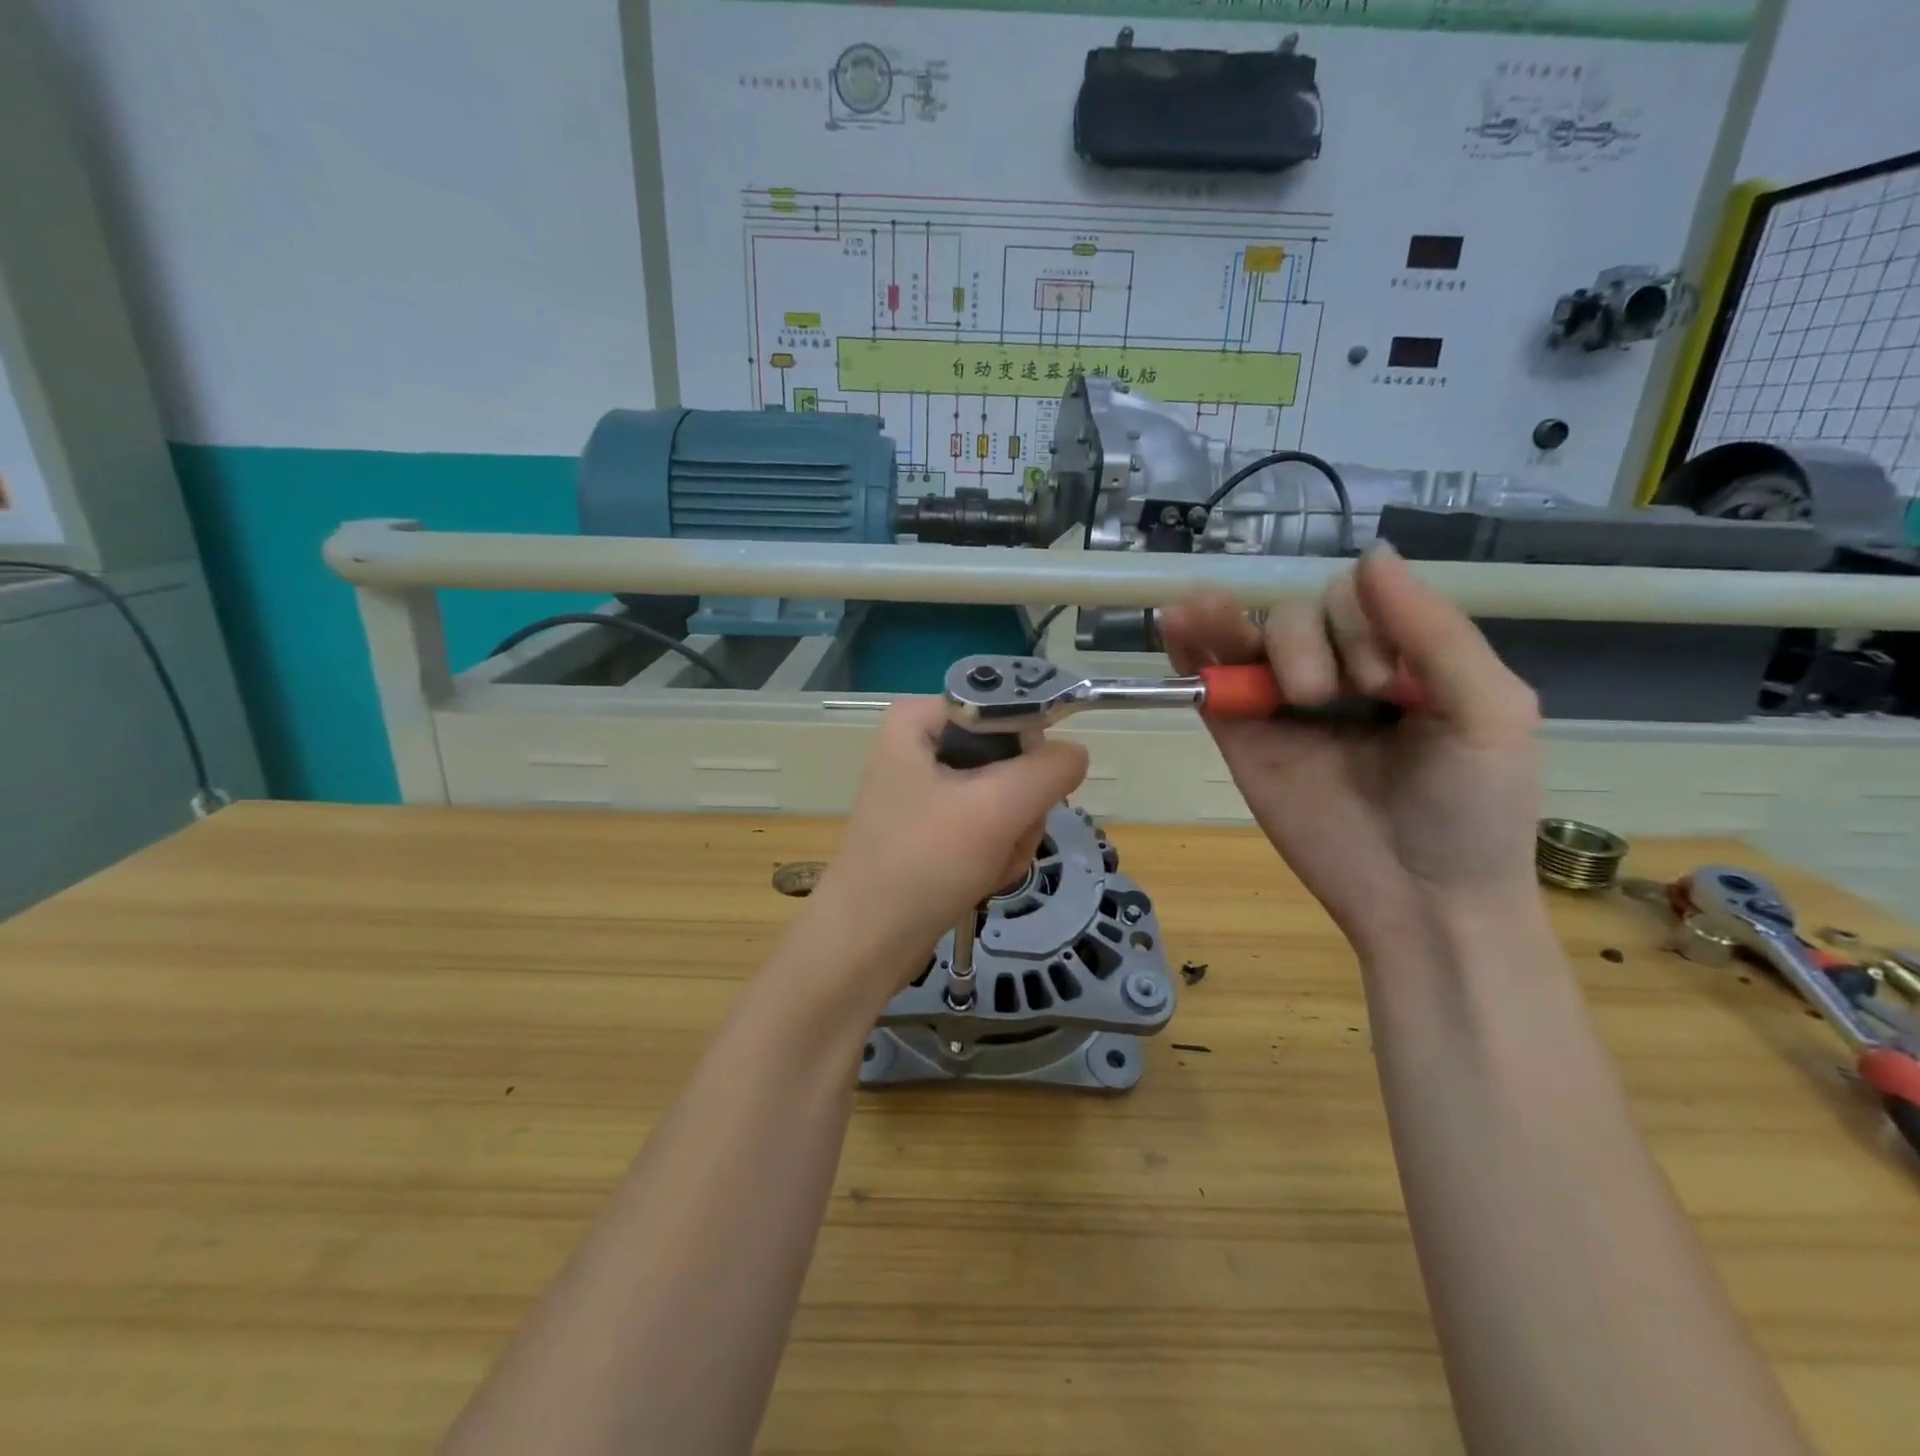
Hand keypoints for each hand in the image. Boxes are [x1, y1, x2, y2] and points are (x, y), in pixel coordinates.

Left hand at [807, 698, 1088, 992]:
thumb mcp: (997, 807)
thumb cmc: (924, 862)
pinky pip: (990, 826)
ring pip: (1008, 797)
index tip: (1028, 792)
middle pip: (1011, 756)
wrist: (868, 942)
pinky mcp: (935, 827)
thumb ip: (1049, 769)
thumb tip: (1075, 754)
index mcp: (920, 719)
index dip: (1030, 749)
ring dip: (1012, 837)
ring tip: (986, 866)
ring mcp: (929, 789)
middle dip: (1020, 808)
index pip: (1007, 708)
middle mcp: (921, 745)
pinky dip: (996, 854)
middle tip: (1002, 838)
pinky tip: (981, 878)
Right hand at [1161, 545, 1541, 958]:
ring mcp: (1283, 706)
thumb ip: (1435, 632)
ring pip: (1251, 637)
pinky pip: (1210, 681)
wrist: (1419, 900)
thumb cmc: (1471, 810)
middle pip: (1300, 613)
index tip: (1388, 685)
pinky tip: (1176, 621)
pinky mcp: (1242, 738)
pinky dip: (1189, 647)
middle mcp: (1339, 674)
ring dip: (1236, 624)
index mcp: (1402, 660)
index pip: (1360, 599)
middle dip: (1314, 644)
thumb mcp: (1489, 711)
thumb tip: (1370, 555)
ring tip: (1217, 625)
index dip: (1364, 623)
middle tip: (1339, 699)